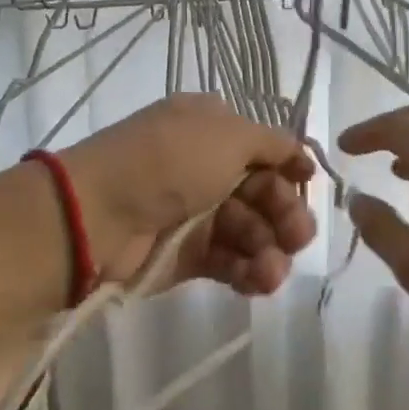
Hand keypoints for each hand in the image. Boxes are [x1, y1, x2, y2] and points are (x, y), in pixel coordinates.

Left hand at [61, 95, 316, 295]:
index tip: (309, 184)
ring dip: (270, 251)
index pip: (265, 149)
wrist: (99, 213)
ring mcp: (197, 212)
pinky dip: (249, 272)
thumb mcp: (228, 134)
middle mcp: (206, 167)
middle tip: (297, 238)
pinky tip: (260, 281)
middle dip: (286, 215)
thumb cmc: (170, 161)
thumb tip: (299, 152)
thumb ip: (272, 142)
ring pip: (251, 232)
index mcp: (211, 128)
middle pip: (263, 193)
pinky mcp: (188, 255)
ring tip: (271, 271)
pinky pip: (230, 261)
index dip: (290, 168)